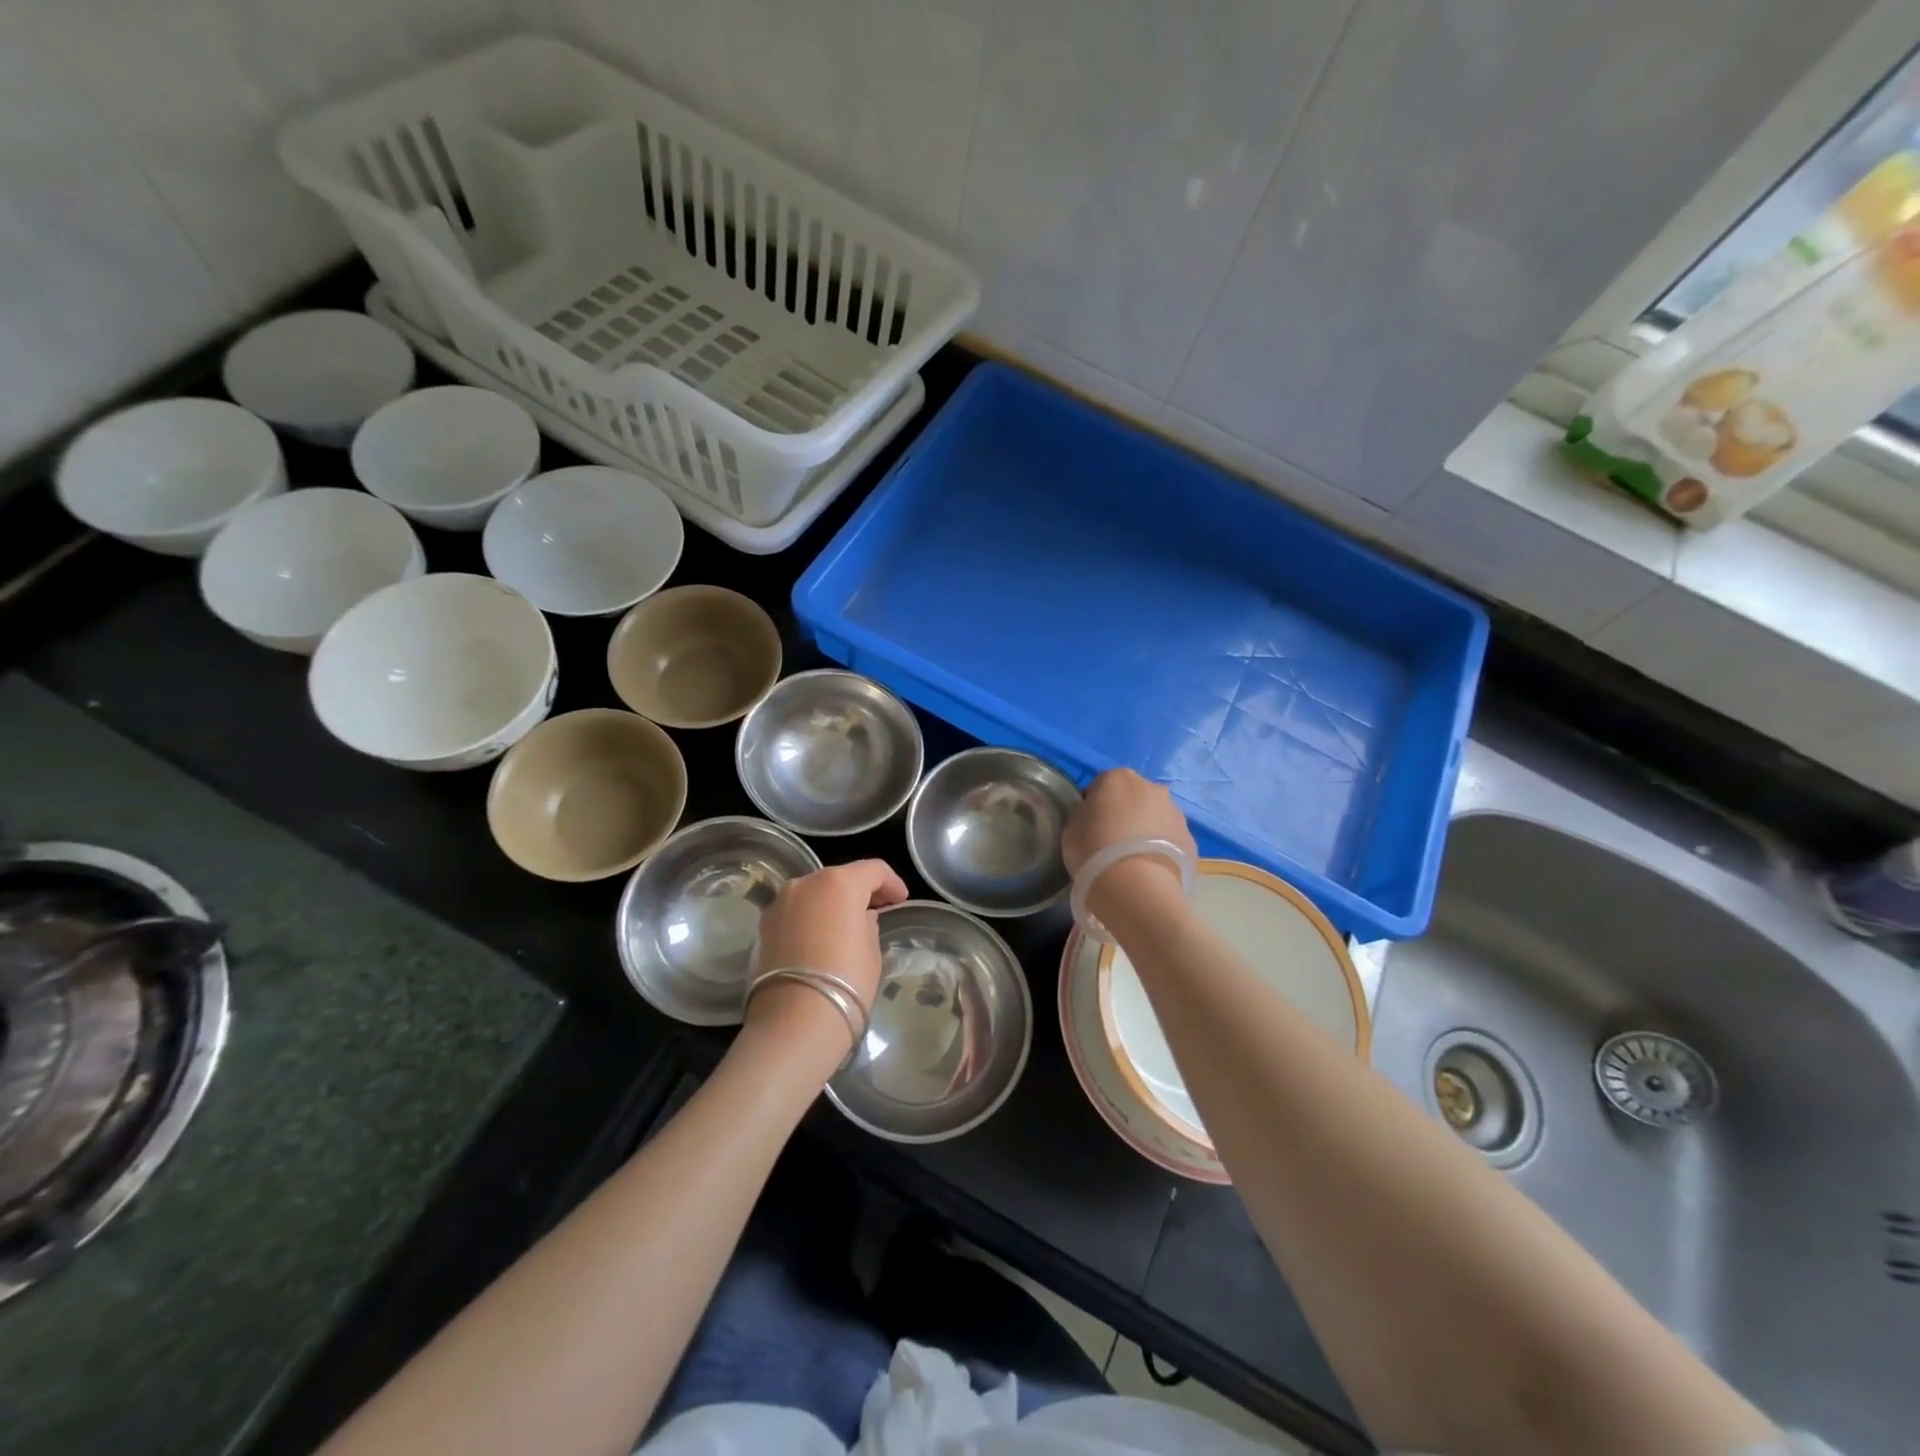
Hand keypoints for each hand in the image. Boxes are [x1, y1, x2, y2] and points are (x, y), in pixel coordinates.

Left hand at [744, 860, 908, 1064]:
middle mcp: (805, 883)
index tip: (901, 901)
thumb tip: (860, 918)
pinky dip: (810, 918)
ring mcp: (780, 903)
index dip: (892, 883)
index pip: (874, 870)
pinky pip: (795, 912)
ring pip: (814, 893)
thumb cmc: (847, 980)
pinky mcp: (764, 926)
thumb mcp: (872, 950)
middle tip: (877, 911)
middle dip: (860, 891)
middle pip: (840, 877)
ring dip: (832, 904)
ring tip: (846, 926)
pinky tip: (820, 940)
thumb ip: (868, 924)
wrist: (795, 1021)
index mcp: (839, 882)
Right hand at [1063, 768, 1195, 916]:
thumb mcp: (1072, 828)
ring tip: (1133, 860)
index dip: (1094, 804)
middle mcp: (1152, 787)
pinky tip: (1149, 870)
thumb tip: (1095, 815)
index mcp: (1119, 778)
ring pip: (1156, 817)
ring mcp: (1176, 813)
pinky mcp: (1191, 839)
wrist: (1136, 888)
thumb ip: (1085, 814)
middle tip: (1112, 842)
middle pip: (1134, 797)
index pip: (1102, 784)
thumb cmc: (1094, 851)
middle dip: (1125, 813)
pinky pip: (1170, 840)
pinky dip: (1161, 849)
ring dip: (1146, 830)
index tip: (1089, 826)